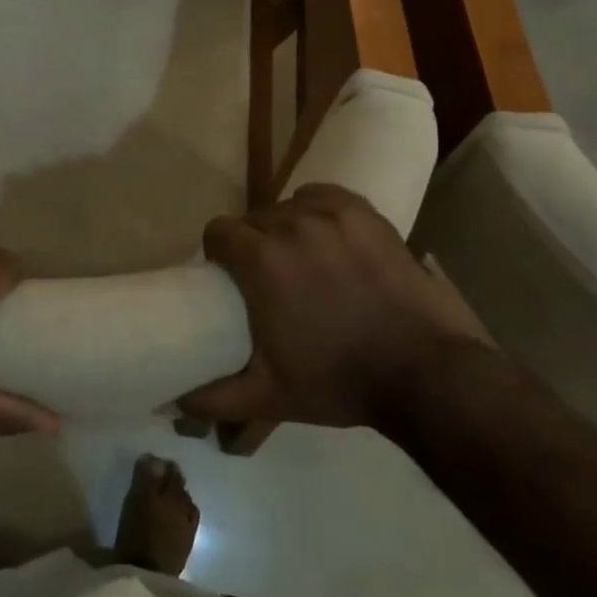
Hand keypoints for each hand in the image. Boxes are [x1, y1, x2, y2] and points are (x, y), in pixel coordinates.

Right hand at [182, 184, 492, 432]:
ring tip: (304, 261)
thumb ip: (213, 396)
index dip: (219, 253)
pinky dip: (317, 211)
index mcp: (260, 260)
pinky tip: (328, 238)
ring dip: (286, 229)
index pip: (218, 231)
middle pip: (253, 220)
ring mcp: (331, 213)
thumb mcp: (268, 396)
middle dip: (254, 244)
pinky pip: (322, 197)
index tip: (231, 278)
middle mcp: (290, 224)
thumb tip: (170, 399)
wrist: (426, 373)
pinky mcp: (364, 211)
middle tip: (271, 280)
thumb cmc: (339, 381)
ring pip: (287, 207)